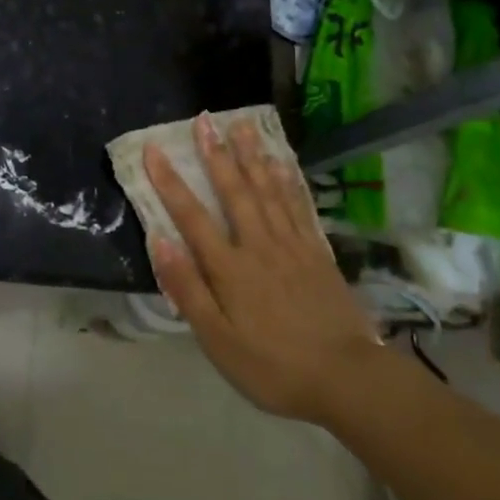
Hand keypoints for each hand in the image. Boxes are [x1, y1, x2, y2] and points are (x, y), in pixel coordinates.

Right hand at [143, 114, 380, 423]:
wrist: (346, 379)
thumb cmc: (272, 366)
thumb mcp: (218, 340)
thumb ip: (188, 288)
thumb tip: (160, 240)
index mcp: (230, 268)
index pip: (192, 216)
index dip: (169, 181)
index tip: (153, 149)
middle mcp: (259, 245)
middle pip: (233, 191)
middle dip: (216, 154)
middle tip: (204, 120)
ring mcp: (292, 245)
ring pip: (267, 190)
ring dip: (252, 156)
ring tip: (241, 125)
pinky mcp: (317, 252)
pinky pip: (298, 206)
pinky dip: (287, 181)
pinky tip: (280, 162)